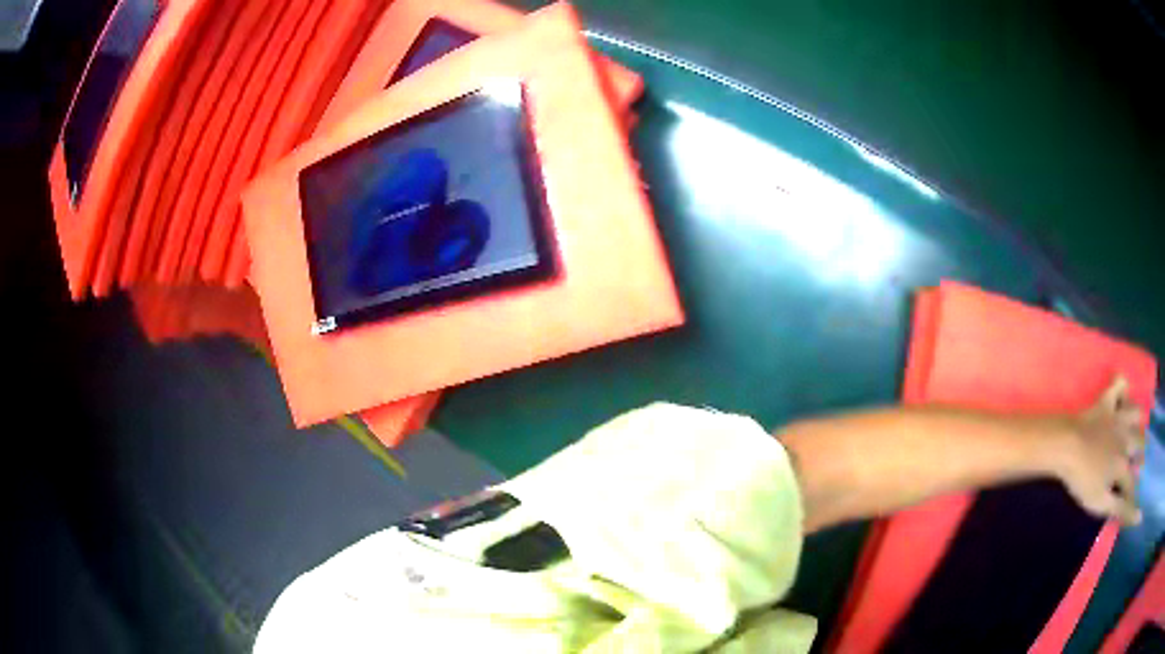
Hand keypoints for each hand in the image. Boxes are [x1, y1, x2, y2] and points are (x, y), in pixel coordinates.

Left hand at [1056, 376, 1145, 524]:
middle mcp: (1126, 438)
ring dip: (1139, 421)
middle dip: (1141, 454)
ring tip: (1137, 429)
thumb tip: (1140, 518)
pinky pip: (1119, 384)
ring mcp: (1117, 416)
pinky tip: (1123, 395)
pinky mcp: (1106, 401)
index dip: (1132, 493)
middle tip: (1138, 461)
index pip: (1132, 483)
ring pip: (1136, 413)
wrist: (1065, 446)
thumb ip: (1122, 510)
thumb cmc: (1082, 480)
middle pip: (1140, 444)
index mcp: (1124, 465)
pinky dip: (1123, 387)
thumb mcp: (1102, 503)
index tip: (1133, 497)